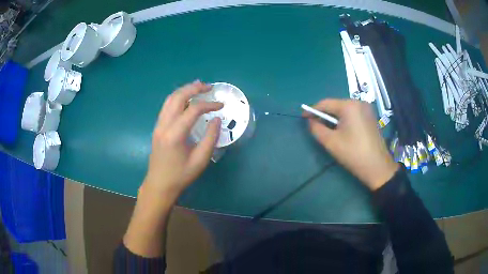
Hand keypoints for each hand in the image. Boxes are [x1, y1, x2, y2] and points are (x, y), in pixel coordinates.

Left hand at [144, 80, 222, 199]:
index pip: (193, 110)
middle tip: (208, 86)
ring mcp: (158, 125)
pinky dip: (177, 98)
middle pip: (177, 97)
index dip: (209, 104)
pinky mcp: (157, 127)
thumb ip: (211, 138)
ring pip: (170, 99)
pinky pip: (166, 106)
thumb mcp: (200, 160)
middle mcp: (164, 125)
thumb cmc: (181, 175)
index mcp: (175, 134)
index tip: (221, 105)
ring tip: (198, 87)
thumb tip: (216, 119)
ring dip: (184, 90)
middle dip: (194, 88)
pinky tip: (186, 99)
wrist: (160, 184)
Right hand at [304, 99, 397, 189]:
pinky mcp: (370, 117)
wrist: (378, 167)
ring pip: (344, 110)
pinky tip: (342, 131)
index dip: (312, 110)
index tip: (303, 117)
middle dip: (324, 115)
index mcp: (349, 105)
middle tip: (315, 126)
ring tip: (327, 130)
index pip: (325, 103)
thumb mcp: (331, 142)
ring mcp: (367, 109)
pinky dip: (344, 120)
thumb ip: (316, 129)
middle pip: (335, 105)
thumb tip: (311, 121)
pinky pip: (353, 114)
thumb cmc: (353, 154)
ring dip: (334, 118)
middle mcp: (358, 102)